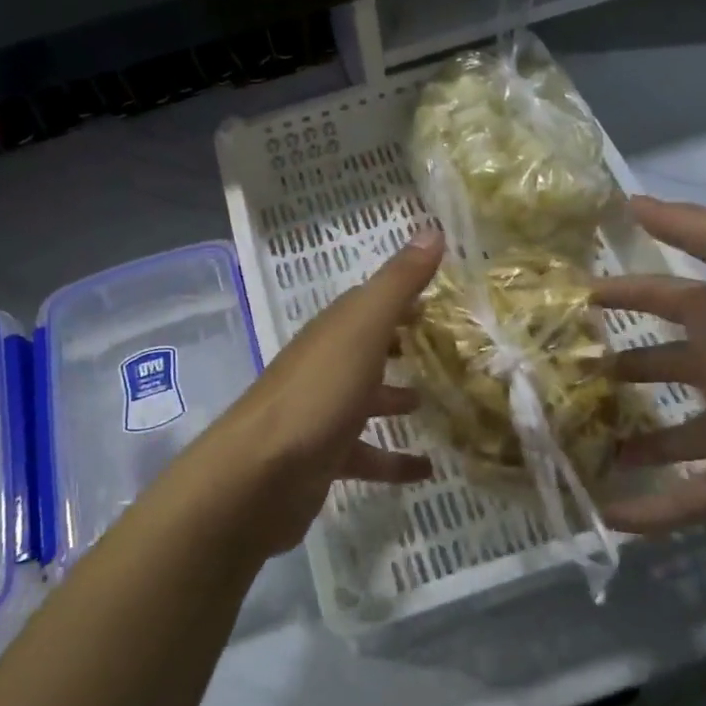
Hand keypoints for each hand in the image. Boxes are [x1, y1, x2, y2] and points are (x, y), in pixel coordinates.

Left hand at [203, 230, 443, 553]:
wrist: (260, 475)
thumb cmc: (317, 394)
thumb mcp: (363, 330)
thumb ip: (397, 283)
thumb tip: (431, 230)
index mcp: (334, 331)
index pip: (369, 302)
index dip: (403, 297)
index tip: (441, 299)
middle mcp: (325, 365)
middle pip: (367, 347)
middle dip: (400, 344)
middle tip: (446, 348)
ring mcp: (321, 412)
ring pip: (365, 398)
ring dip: (395, 398)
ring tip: (436, 402)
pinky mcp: (323, 457)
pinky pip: (365, 453)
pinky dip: (393, 459)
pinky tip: (426, 469)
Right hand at [594, 197, 705, 532]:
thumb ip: (698, 230)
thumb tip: (630, 203)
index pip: (655, 298)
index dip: (615, 294)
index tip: (565, 298)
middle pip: (653, 366)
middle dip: (611, 367)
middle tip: (554, 372)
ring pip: (661, 435)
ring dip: (623, 439)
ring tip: (569, 440)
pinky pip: (684, 498)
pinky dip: (647, 510)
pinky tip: (605, 515)